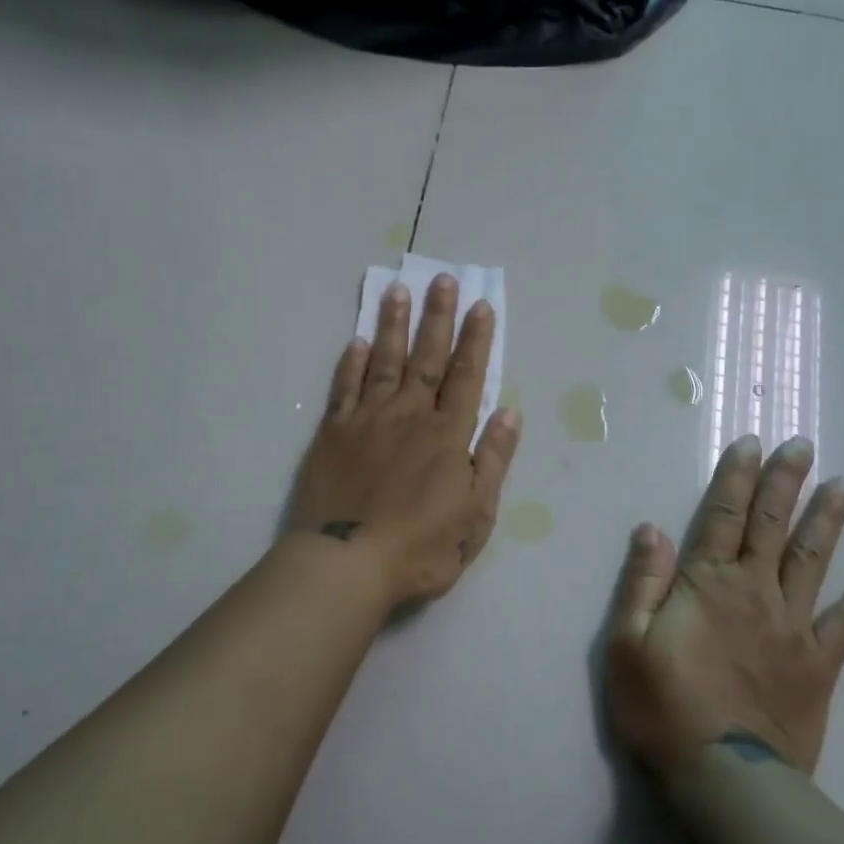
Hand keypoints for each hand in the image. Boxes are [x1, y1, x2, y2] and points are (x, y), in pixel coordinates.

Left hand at [286, 275, 520, 611]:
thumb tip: (510, 412)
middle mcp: (409, 415)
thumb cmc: (421, 547)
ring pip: (384, 361)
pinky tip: (356, 341)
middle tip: (442, 279)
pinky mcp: (334, 432)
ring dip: (393, 325)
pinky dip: (351, 362)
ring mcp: (368, 419)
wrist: (347, 564)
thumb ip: (493, 460)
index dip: (476, 340)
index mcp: (447, 435)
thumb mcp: (476, 515)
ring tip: (397, 291)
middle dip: (437, 317)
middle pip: (427, 357)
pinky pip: (345, 388)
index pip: (467, 376)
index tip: (481, 305)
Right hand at [603, 435, 843, 779]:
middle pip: (772, 525)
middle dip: (785, 481)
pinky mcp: (818, 665)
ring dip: (828, 520)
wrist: (725, 780)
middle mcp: (754, 591)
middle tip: (803, 444)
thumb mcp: (626, 642)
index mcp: (707, 583)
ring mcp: (792, 626)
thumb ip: (642, 581)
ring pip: (813, 560)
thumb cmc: (662, 708)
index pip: (723, 515)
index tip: (752, 442)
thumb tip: (651, 527)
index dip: (736, 477)